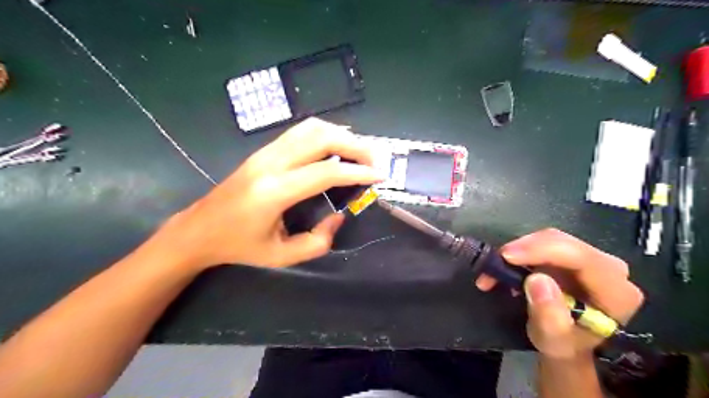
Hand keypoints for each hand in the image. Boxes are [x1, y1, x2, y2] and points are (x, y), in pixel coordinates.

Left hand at [158, 118, 381, 269]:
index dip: (358, 172)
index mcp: (274, 192)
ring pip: (310, 128)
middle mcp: (270, 164)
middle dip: (354, 146)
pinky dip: (325, 134)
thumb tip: (339, 216)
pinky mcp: (263, 150)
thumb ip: (317, 241)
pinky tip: (336, 148)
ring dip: (341, 135)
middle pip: (320, 138)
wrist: (198, 229)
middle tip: (375, 160)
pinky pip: (300, 132)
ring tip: (359, 152)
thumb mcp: (281, 256)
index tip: (380, 176)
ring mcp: (265, 152)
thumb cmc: (238, 247)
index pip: (326, 172)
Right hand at [472, 228, 646, 358]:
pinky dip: (519, 253)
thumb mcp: (553, 340)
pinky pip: (542, 243)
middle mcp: (608, 269)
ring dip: (517, 251)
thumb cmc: (563, 344)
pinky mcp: (571, 255)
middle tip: (494, 262)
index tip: (507, 256)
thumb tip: (536, 279)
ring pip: (549, 239)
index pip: (581, 258)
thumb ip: (549, 314)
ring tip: (493, 270)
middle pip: (562, 243)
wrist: (565, 342)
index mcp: (615, 292)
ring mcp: (589, 259)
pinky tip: (505, 267)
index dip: (542, 251)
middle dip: (524, 249)